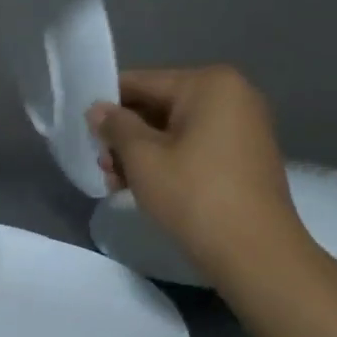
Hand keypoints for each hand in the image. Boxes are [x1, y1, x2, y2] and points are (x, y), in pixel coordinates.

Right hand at [89, 66, 301, 282]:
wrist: (255, 253)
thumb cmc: (194, 195)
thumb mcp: (143, 158)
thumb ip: (116, 126)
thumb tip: (98, 109)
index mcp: (210, 84)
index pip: (142, 82)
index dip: (107, 103)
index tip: (81, 126)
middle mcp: (232, 96)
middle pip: (160, 105)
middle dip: (126, 134)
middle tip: (100, 164)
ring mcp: (243, 127)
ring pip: (176, 130)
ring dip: (142, 152)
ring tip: (115, 182)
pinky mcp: (245, 158)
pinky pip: (196, 148)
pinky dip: (168, 162)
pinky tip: (142, 187)